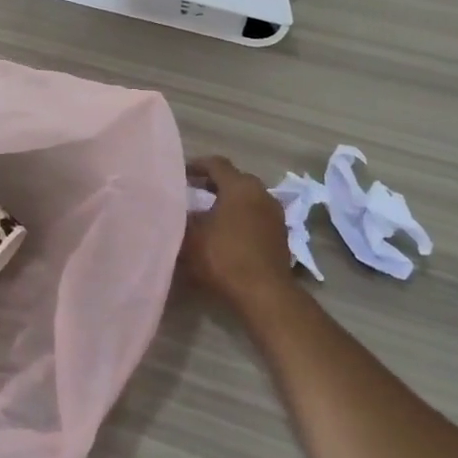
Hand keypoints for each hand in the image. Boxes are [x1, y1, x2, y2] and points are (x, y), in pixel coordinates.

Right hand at [182, 155, 296, 311]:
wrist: (264, 293)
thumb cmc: (223, 257)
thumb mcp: (191, 236)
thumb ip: (182, 217)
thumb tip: (177, 209)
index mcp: (240, 186)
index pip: (216, 164)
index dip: (196, 165)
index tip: (181, 174)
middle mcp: (261, 193)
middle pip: (234, 179)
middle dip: (213, 183)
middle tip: (192, 192)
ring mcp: (274, 214)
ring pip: (247, 198)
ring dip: (228, 202)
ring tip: (208, 214)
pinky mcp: (280, 235)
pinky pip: (256, 216)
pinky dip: (240, 217)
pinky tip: (226, 233)